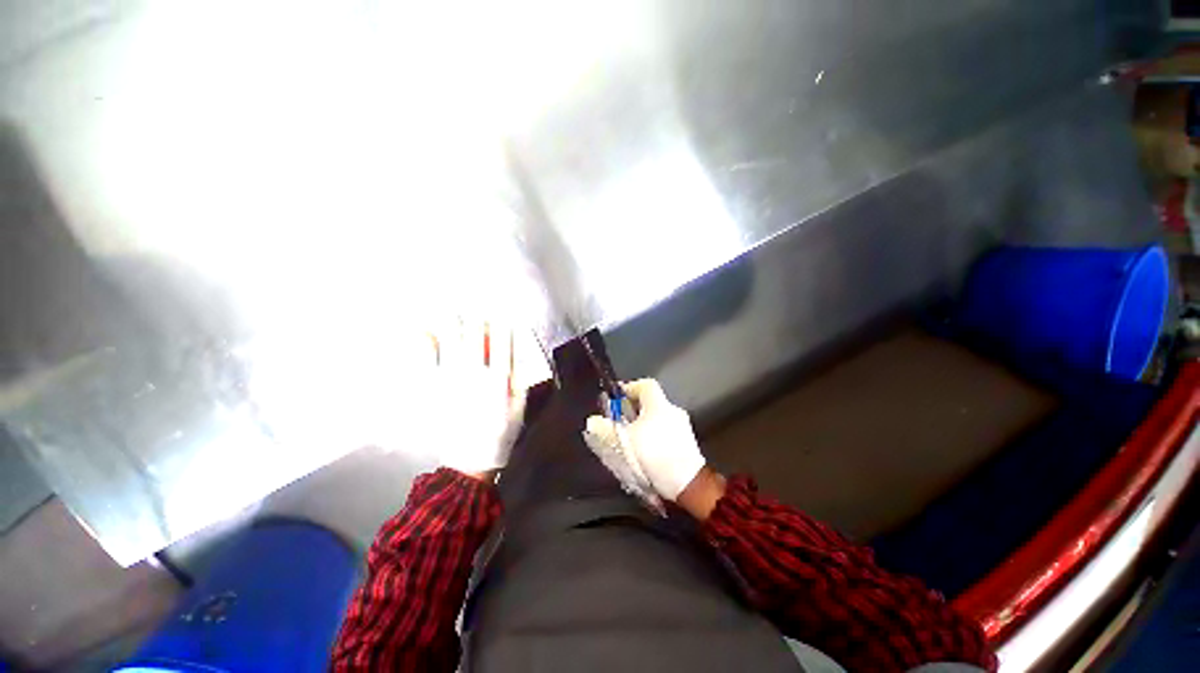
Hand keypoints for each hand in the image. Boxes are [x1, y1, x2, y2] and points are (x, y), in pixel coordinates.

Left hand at [426, 319, 531, 479]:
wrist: (472, 460)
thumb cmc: (500, 433)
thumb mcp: (520, 408)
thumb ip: (520, 381)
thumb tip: (516, 355)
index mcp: (499, 379)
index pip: (501, 343)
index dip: (501, 325)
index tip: (500, 311)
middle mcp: (475, 375)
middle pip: (474, 338)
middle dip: (474, 317)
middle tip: (470, 301)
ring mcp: (452, 382)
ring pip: (450, 344)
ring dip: (450, 323)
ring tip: (448, 307)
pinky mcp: (433, 391)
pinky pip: (426, 363)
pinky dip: (424, 346)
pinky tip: (423, 331)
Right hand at [582, 379, 706, 501]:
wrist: (687, 483)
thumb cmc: (654, 455)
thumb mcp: (623, 442)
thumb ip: (605, 429)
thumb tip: (593, 421)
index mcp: (659, 404)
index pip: (645, 384)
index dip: (630, 388)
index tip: (618, 398)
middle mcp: (673, 411)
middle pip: (651, 403)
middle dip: (634, 411)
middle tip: (620, 422)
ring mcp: (683, 428)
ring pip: (658, 420)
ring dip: (644, 426)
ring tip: (631, 441)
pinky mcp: (687, 444)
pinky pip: (666, 433)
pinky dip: (654, 438)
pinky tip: (646, 454)